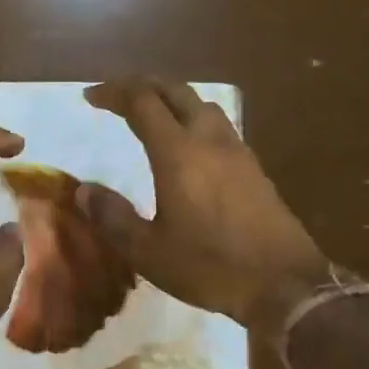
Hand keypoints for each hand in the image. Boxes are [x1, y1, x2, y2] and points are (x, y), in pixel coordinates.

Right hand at [79, 78, 327, 335]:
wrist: (285, 283)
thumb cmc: (210, 266)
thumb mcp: (148, 251)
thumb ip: (112, 217)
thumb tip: (83, 191)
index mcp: (178, 153)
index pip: (142, 103)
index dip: (114, 93)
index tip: (91, 97)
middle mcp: (209, 140)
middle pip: (176, 91)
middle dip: (143, 85)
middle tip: (118, 95)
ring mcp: (237, 152)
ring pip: (202, 104)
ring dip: (173, 99)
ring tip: (152, 114)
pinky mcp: (254, 169)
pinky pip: (219, 126)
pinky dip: (194, 119)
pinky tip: (189, 145)